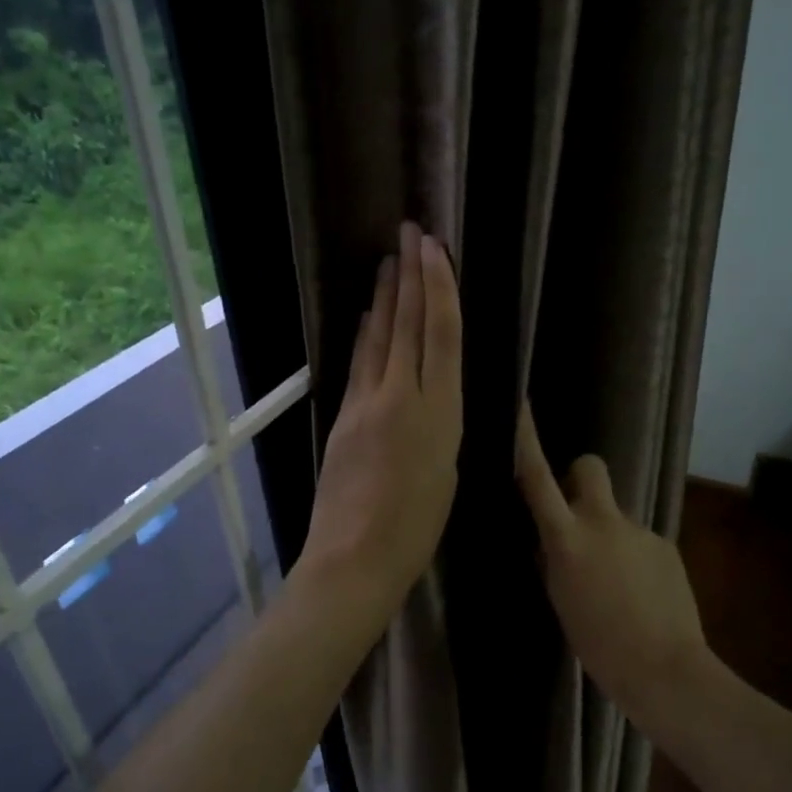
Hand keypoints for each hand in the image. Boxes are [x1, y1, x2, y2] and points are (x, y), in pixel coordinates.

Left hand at [296, 222, 462, 622]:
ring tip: (389, 263)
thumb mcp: (448, 472)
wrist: (355, 557)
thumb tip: (434, 394)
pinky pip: (359, 365)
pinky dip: (366, 335)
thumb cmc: (417, 529)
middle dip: (410, 276)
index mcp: (440, 412)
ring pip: (379, 338)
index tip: (433, 249)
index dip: (438, 287)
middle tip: (409, 233)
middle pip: (407, 325)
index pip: (440, 334)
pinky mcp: (343, 417)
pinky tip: (365, 318)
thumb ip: (441, 424)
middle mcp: (402, 396)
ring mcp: (366, 404)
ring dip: (385, 298)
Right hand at [514, 407, 708, 722]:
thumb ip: (554, 561)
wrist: (665, 669)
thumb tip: (549, 542)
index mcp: (568, 539)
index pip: (538, 478)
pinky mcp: (665, 544)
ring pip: (615, 514)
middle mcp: (603, 522)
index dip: (526, 439)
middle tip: (578, 514)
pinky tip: (641, 594)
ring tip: (617, 582)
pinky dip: (635, 558)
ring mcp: (639, 530)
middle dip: (579, 478)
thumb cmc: (599, 645)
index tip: (521, 404)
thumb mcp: (561, 600)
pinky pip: (639, 540)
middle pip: (589, 467)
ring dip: (610, 534)